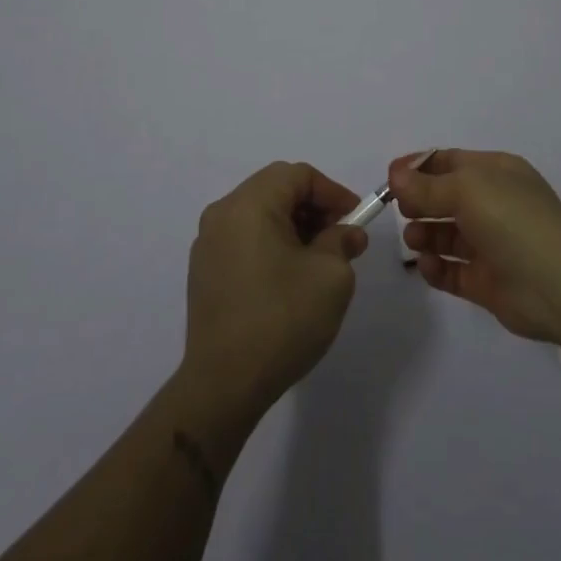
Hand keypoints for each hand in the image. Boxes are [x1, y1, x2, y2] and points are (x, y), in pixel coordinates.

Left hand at [181, 160, 369, 418]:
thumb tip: (347, 233)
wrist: (223, 385)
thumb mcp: (331, 276)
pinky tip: (290, 278)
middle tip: (342, 239)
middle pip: (276, 190)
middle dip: (314, 208)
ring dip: (294, 227)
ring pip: (260, 215)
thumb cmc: (282, 319)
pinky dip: (272, 244)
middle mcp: (222, 213)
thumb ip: (342, 242)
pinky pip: (244, 239)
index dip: (332, 192)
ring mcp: (208, 243)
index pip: (298, 175)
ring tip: (320, 261)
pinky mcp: (204, 272)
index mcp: (249, 204)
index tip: (356, 220)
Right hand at [389, 148, 560, 344]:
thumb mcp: (468, 189)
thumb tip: (396, 175)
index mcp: (496, 172)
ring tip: (414, 239)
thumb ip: (427, 185)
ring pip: (447, 234)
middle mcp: (494, 204)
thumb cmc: (514, 220)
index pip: (450, 162)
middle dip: (419, 201)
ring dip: (425, 233)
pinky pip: (453, 271)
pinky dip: (436, 268)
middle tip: (400, 210)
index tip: (389, 178)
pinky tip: (426, 266)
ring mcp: (492, 244)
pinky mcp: (487, 282)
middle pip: (446, 197)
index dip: (419, 167)